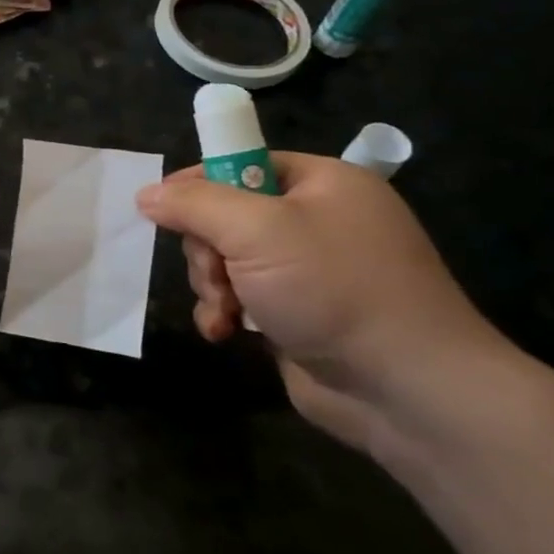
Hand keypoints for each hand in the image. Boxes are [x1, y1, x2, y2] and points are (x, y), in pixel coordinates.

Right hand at [136, 153, 507, 454]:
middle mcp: (316, 220)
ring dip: (212, 285)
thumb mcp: (256, 230)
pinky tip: (223, 333)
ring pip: (227, 260)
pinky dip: (225, 313)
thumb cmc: (334, 289)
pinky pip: (240, 297)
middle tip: (215, 274)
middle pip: (226, 216)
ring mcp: (308, 271)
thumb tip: (146, 195)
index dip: (198, 183)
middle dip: (207, 249)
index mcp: (321, 183)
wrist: (407, 390)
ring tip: (224, 312)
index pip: (241, 163)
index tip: (162, 209)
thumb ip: (194, 205)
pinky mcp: (297, 314)